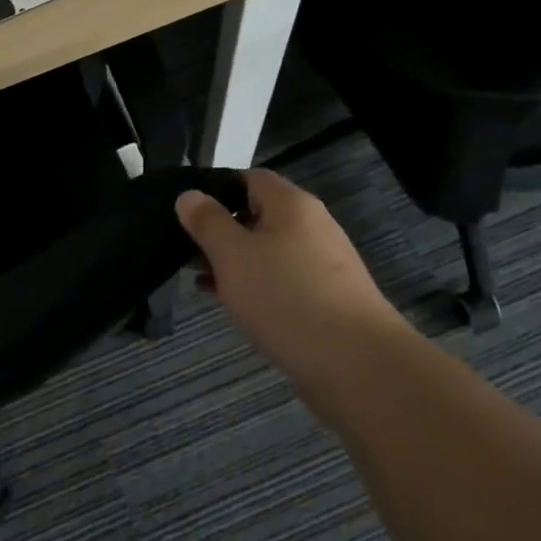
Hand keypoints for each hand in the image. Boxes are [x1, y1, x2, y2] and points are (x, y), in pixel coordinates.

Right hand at [176, 170, 411, 423]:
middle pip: (259, 215)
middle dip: (222, 231)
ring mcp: (324, 264)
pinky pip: (283, 281)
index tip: (187, 212)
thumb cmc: (285, 296)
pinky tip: (233, 305)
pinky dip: (256, 286)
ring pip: (269, 251)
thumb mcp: (232, 255)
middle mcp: (313, 226)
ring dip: (235, 262)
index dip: (217, 188)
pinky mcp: (328, 298)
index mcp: (292, 205)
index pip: (251, 177)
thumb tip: (189, 195)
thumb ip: (207, 222)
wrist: (355, 363)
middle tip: (185, 250)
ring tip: (200, 280)